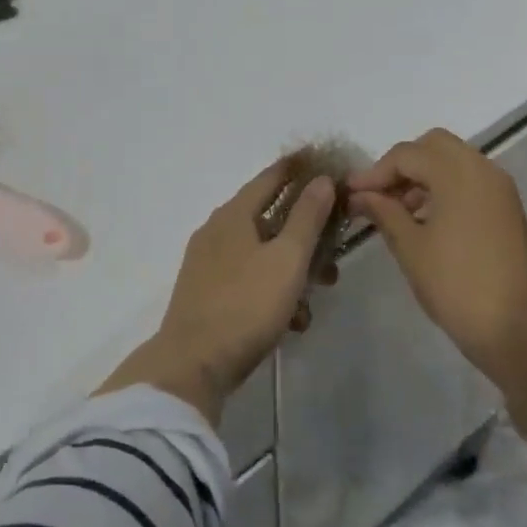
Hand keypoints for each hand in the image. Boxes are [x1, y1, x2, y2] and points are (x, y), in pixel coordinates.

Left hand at [99, 159, 336, 419]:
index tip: (323, 161)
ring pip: (262, 253)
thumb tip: (321, 179)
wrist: (192, 365)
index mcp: (233, 214)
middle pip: (270, 218)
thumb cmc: (246, 305)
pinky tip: (292, 321)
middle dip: (307, 234)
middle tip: (334, 253)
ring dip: (293, 269)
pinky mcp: (207, 293)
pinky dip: (273, 291)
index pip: (271, 177)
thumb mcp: (287, 259)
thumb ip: (307, 217)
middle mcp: (217, 231)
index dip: (299, 168)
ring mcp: (208, 263)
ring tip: (317, 296)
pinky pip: (249, 279)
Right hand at [347, 128, 526, 375]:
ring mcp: (500, 188)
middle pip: (434, 146)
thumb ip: (383, 211)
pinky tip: (426, 219)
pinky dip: (446, 188)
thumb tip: (358, 195)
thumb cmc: (454, 284)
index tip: (351, 193)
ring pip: (454, 161)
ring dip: (424, 175)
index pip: (407, 155)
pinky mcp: (507, 208)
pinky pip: (470, 181)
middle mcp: (483, 169)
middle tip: (379, 195)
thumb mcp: (410, 246)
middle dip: (403, 165)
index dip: (375, 172)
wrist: (511, 327)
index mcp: (458, 173)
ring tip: (398, 210)